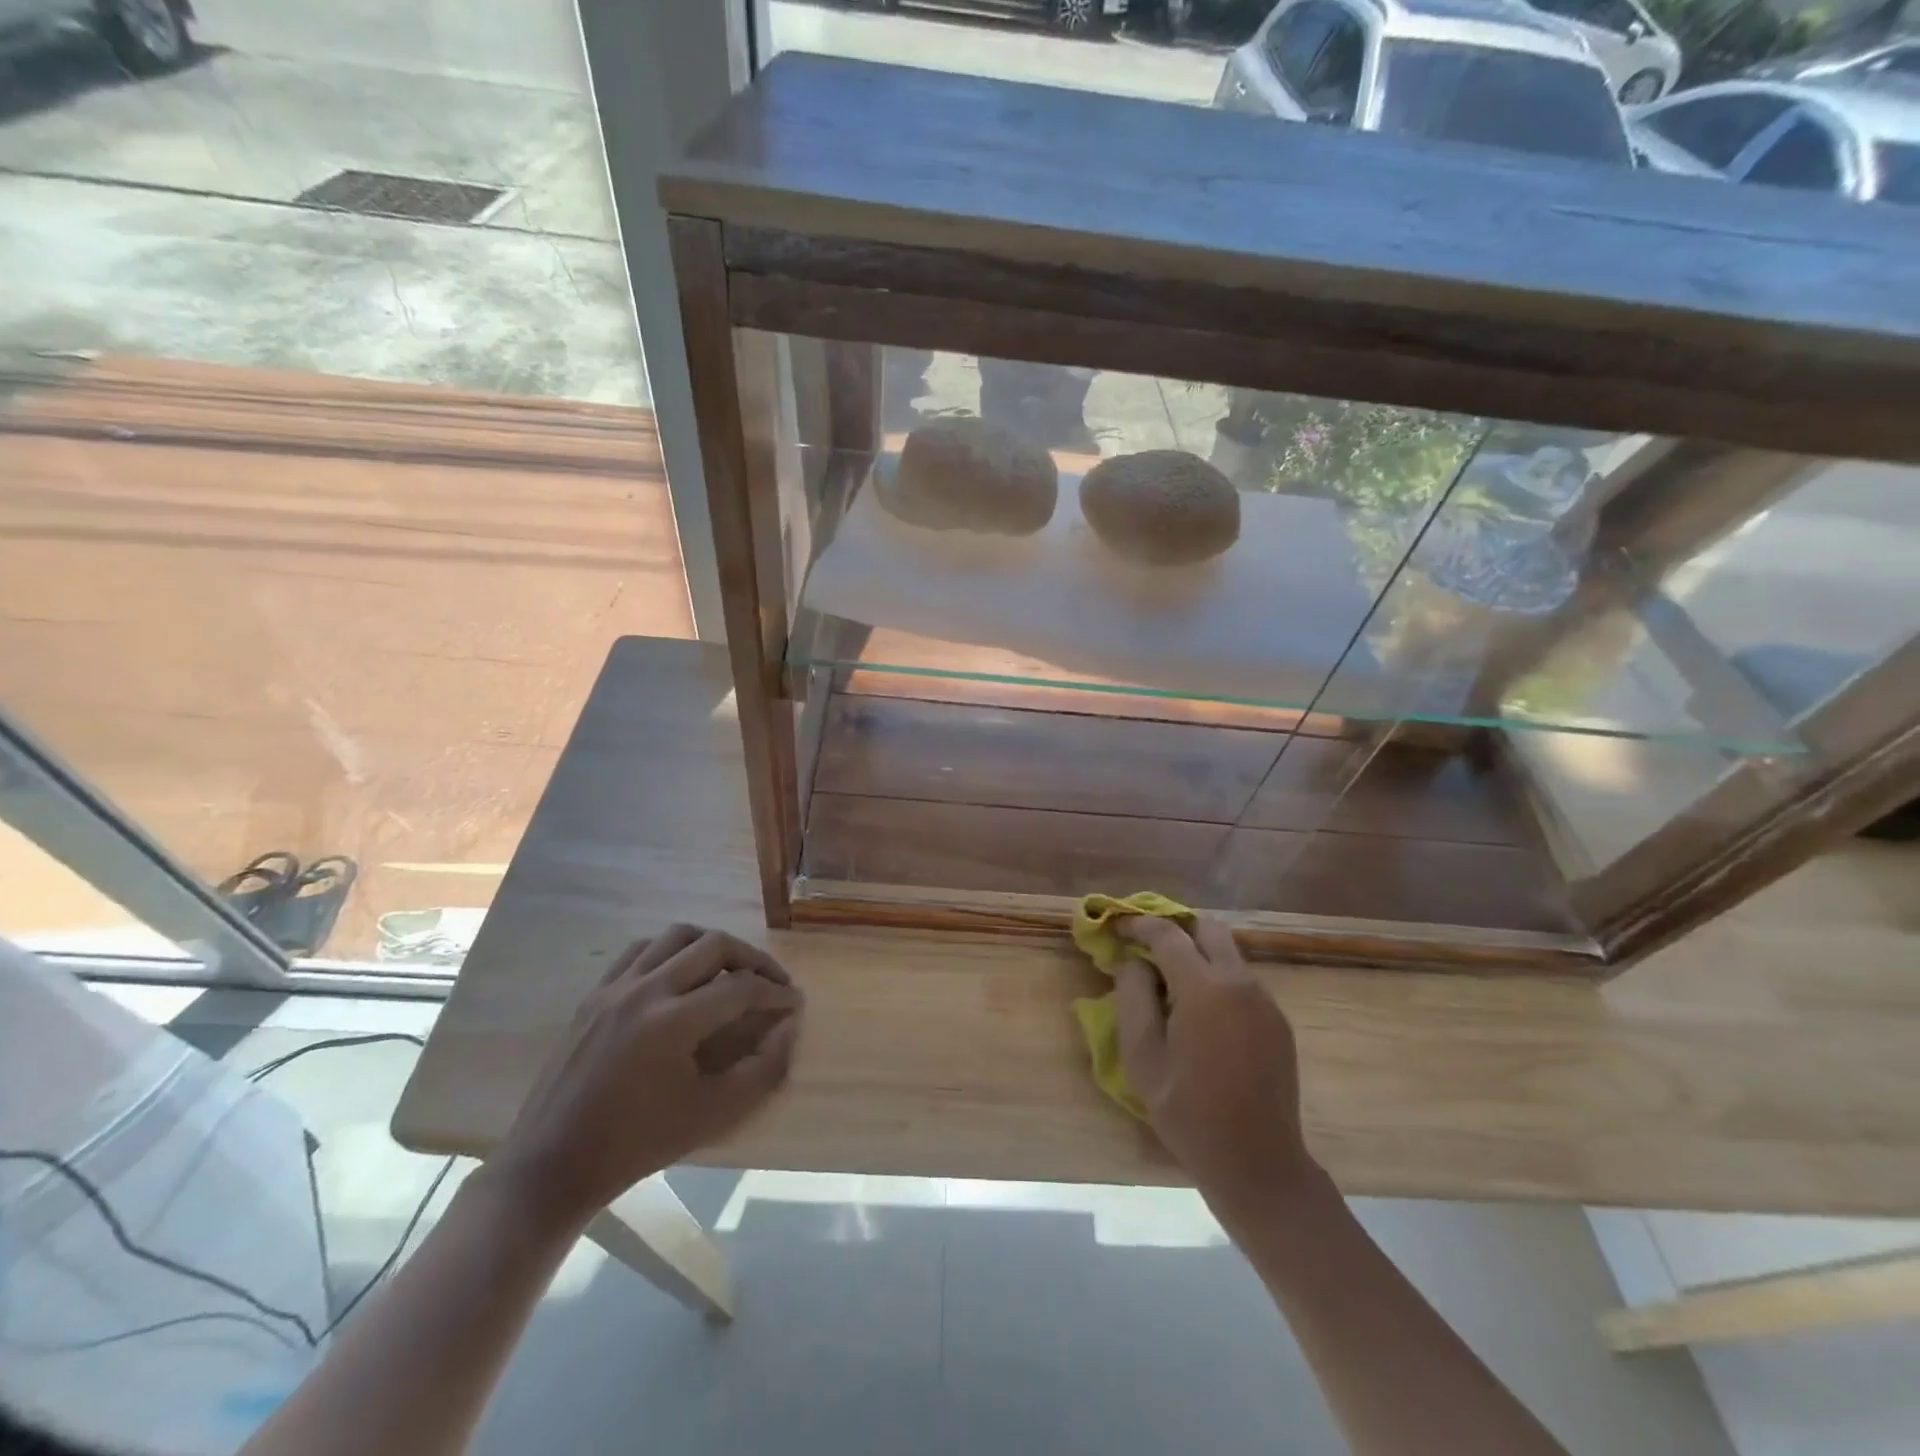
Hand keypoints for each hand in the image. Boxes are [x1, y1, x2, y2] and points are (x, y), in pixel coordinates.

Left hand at [490, 924, 803, 1227]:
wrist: (553, 1164)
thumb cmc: (637, 1144)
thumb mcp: (711, 1115)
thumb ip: (762, 1071)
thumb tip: (789, 1030)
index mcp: (672, 1022)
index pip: (741, 988)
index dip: (776, 992)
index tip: (795, 1002)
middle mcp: (645, 990)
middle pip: (714, 944)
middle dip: (753, 959)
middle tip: (772, 982)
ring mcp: (615, 987)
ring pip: (677, 935)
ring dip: (713, 945)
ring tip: (731, 969)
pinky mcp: (595, 993)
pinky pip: (641, 949)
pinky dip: (672, 950)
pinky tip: (682, 973)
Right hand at [1112, 916, 1318, 1221]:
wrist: (1258, 1164)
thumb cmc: (1189, 1112)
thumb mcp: (1142, 1057)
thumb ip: (1133, 998)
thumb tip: (1134, 963)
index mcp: (1205, 988)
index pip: (1168, 934)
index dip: (1138, 923)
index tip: (1117, 925)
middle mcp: (1240, 982)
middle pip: (1207, 929)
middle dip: (1175, 928)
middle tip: (1146, 945)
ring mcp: (1265, 1001)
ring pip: (1227, 953)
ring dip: (1197, 954)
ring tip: (1169, 982)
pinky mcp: (1277, 1021)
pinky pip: (1241, 981)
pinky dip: (1215, 978)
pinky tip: (1199, 1014)